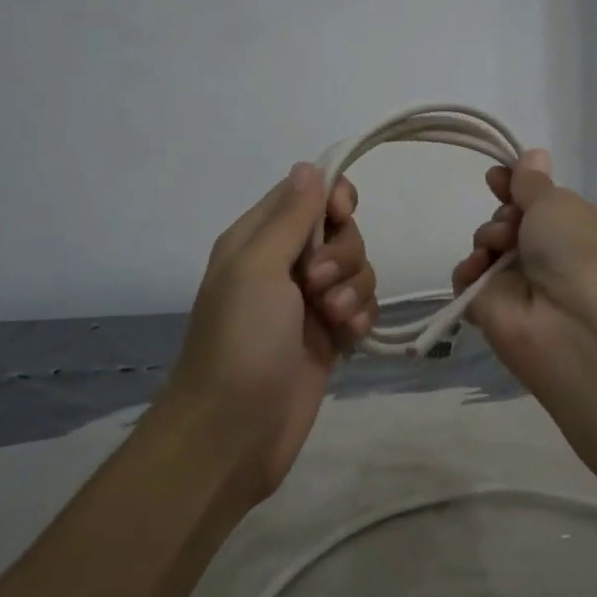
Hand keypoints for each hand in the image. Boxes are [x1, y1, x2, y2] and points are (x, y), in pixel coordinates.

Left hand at [163, 162, 375, 494]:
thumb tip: (309, 166)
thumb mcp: (258, 268)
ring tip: (334, 321)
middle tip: (318, 287)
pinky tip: (348, 339)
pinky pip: (362, 307)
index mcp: (258, 239)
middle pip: (340, 233)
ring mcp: (309, 303)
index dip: (334, 199)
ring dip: (355, 291)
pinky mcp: (329, 336)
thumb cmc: (240, 341)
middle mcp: (284, 265)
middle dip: (343, 255)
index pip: (307, 194)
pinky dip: (361, 318)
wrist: (235, 430)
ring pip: (358, 271)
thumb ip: (290, 216)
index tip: (343, 216)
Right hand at [451, 149, 596, 388]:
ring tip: (499, 247)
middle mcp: (548, 257)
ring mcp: (519, 286)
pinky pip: (468, 280)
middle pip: (509, 222)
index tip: (495, 176)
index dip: (515, 187)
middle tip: (511, 222)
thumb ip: (534, 183)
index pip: (538, 203)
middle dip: (503, 213)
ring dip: (487, 237)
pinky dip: (468, 270)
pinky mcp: (491, 311)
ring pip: (487, 247)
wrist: (577, 325)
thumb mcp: (559, 204)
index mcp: (575, 230)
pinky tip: (479, 269)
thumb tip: (534, 154)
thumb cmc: (579, 251)